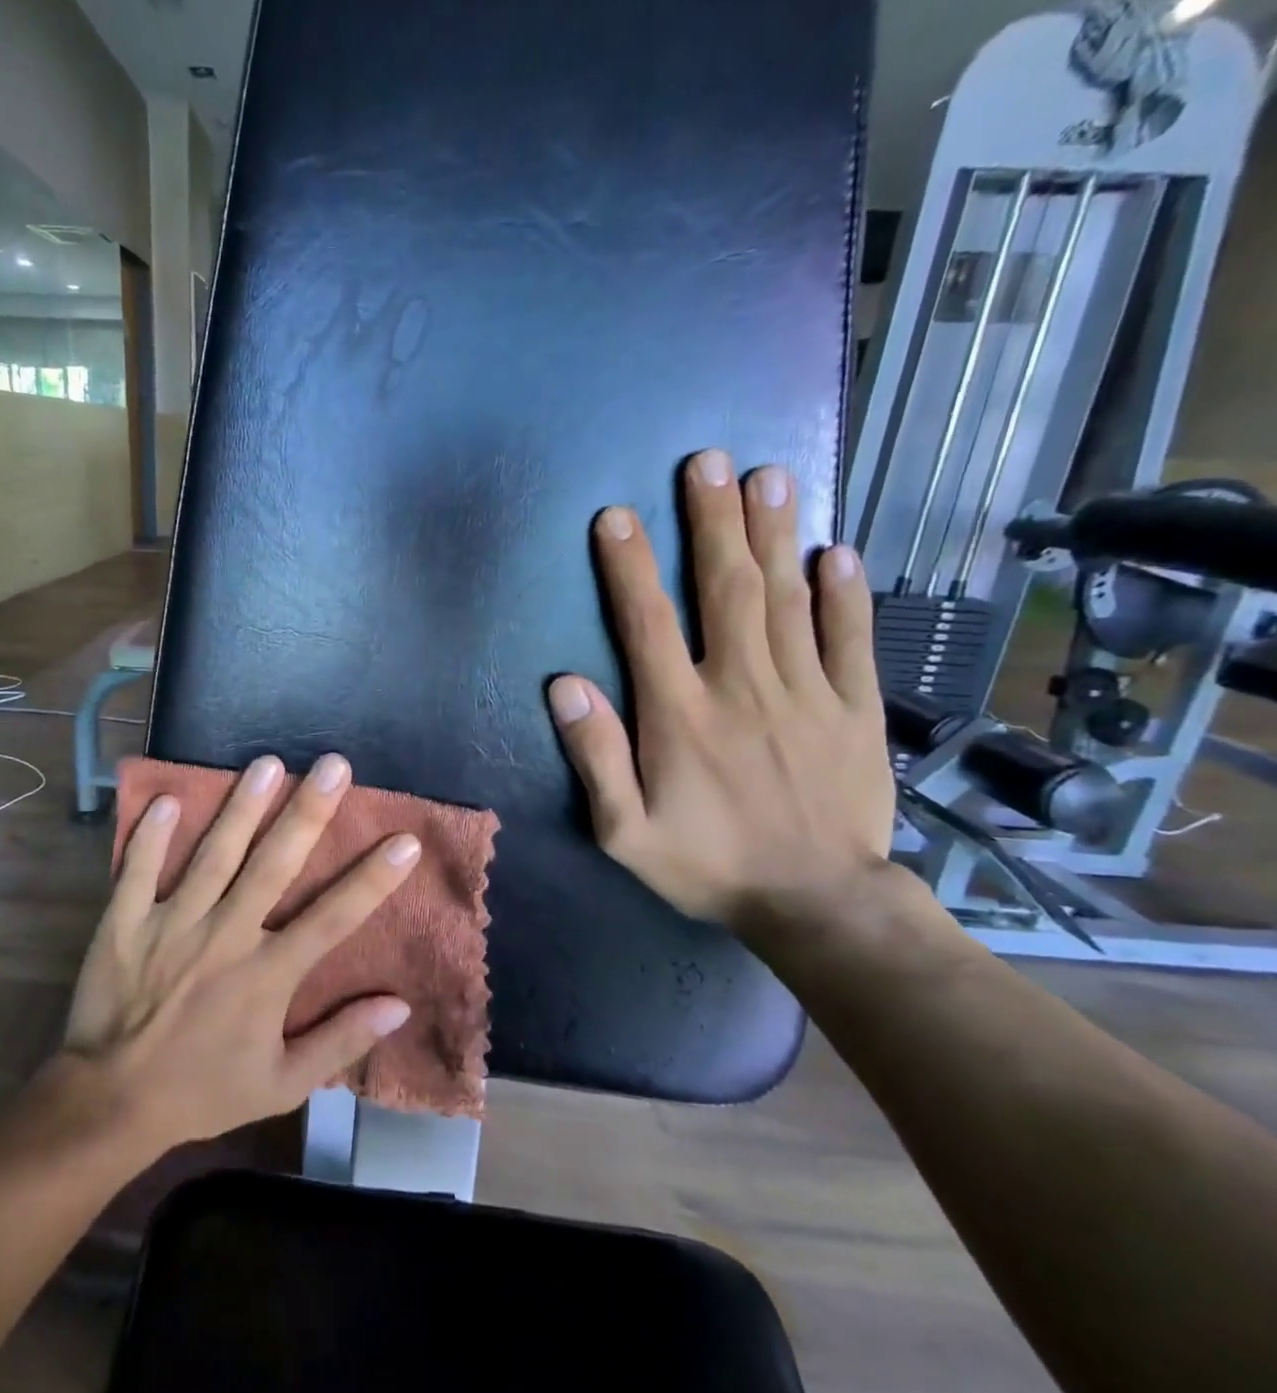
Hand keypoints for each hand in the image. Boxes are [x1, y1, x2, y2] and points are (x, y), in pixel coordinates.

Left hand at [63, 754, 419, 1151]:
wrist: (112, 1102)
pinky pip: (137, 871)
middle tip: (334, 765)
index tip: (405, 839)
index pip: (333, 918)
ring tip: (267, 763)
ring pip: (213, 855)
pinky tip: (166, 797)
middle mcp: (226, 936)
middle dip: (308, 812)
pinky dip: (150, 836)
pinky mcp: (125, 923)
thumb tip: (398, 1005)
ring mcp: (172, 924)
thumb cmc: (204, 1090)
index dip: (373, 879)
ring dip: (242, 807)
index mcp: (267, 975)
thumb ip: (340, 1041)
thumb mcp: (282, 1084)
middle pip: (275, 865)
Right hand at [546, 448, 893, 931]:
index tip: (618, 515)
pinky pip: (850, 638)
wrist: (817, 903)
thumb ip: (595, 757)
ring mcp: (806, 692)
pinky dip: (843, 592)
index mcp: (680, 715)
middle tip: (707, 462)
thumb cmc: (707, 866)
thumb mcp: (624, 831)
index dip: (629, 566)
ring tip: (767, 476)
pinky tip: (834, 551)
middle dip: (712, 522)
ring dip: (773, 534)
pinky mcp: (856, 708)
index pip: (648, 623)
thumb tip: (564, 686)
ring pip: (787, 598)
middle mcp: (742, 687)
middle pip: (725, 589)